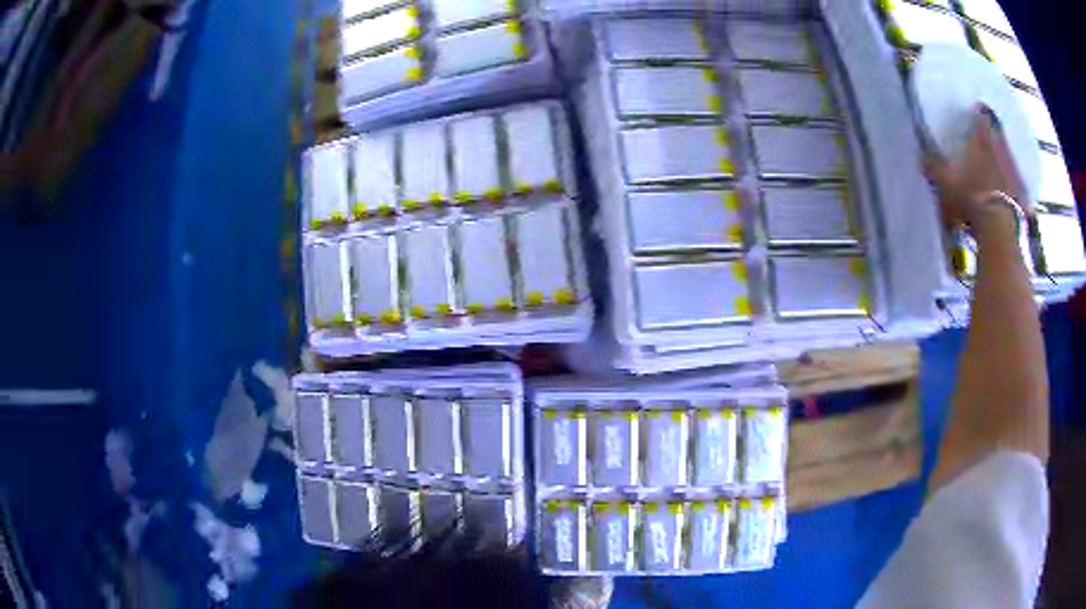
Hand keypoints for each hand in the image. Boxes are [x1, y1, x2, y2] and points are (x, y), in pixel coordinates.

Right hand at [924, 105, 1029, 230]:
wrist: (1000, 229)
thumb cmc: (971, 199)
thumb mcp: (946, 185)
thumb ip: (934, 168)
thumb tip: (920, 154)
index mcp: (981, 142)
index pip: (982, 119)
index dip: (980, 114)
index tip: (978, 110)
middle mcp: (999, 151)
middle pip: (998, 135)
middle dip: (995, 132)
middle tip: (991, 133)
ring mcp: (1013, 173)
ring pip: (1009, 157)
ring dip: (1005, 157)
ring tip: (1001, 161)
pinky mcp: (1022, 196)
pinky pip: (1019, 184)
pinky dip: (1015, 183)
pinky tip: (1012, 189)